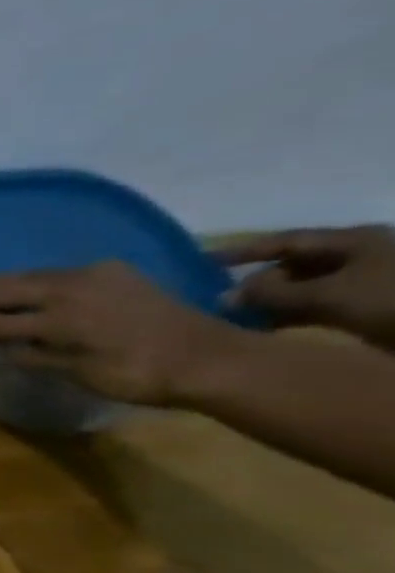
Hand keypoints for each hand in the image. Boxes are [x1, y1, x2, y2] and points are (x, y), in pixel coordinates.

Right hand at [0, 260, 248, 407]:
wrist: (206, 357)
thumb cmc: (134, 374)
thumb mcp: (73, 373)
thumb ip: (32, 355)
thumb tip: (3, 345)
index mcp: (55, 317)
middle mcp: (66, 286)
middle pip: (0, 285)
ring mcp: (91, 273)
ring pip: (30, 275)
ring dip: (18, 294)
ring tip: (25, 315)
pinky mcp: (113, 269)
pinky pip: (62, 274)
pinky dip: (49, 289)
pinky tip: (63, 307)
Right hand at [221, 225, 394, 349]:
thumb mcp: (329, 294)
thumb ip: (273, 294)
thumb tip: (226, 295)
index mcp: (353, 241)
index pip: (284, 241)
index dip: (242, 251)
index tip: (201, 262)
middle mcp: (358, 257)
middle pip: (293, 266)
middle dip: (256, 283)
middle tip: (218, 303)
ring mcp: (366, 284)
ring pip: (303, 290)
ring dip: (270, 305)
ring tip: (235, 321)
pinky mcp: (371, 309)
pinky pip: (317, 309)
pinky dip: (290, 318)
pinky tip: (266, 331)